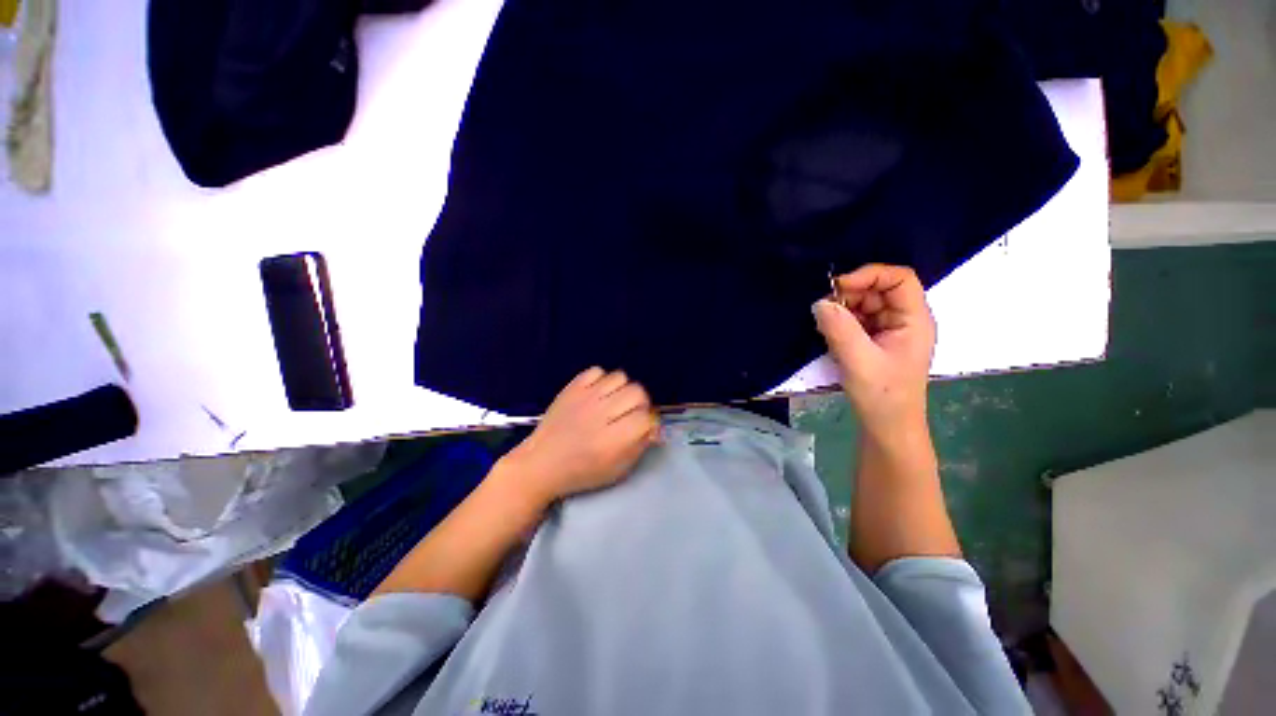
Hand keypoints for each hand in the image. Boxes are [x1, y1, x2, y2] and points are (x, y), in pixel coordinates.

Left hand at [503, 367, 659, 504]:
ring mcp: (585, 397)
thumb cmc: (581, 472)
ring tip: (614, 402)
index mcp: (612, 441)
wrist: (541, 463)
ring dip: (622, 390)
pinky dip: (601, 380)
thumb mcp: (617, 470)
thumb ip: (640, 446)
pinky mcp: (572, 387)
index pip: (646, 417)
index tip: (642, 428)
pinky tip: (597, 394)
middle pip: (638, 392)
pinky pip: (597, 371)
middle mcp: (601, 414)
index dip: (649, 422)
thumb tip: (654, 426)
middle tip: (630, 414)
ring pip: (620, 377)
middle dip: (640, 404)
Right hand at [812, 264, 934, 438]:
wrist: (886, 427)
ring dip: (842, 310)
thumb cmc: (881, 395)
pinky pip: (856, 320)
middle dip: (850, 295)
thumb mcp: (858, 360)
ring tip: (823, 325)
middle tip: (823, 309)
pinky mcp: (873, 341)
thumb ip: (839, 328)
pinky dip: (840, 322)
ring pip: (864, 305)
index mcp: (914, 319)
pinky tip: (828, 333)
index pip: (899, 279)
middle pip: (878, 290)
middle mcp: (904, 320)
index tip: (837, 288)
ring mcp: (888, 331)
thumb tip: (819, 302)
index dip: (869, 275)